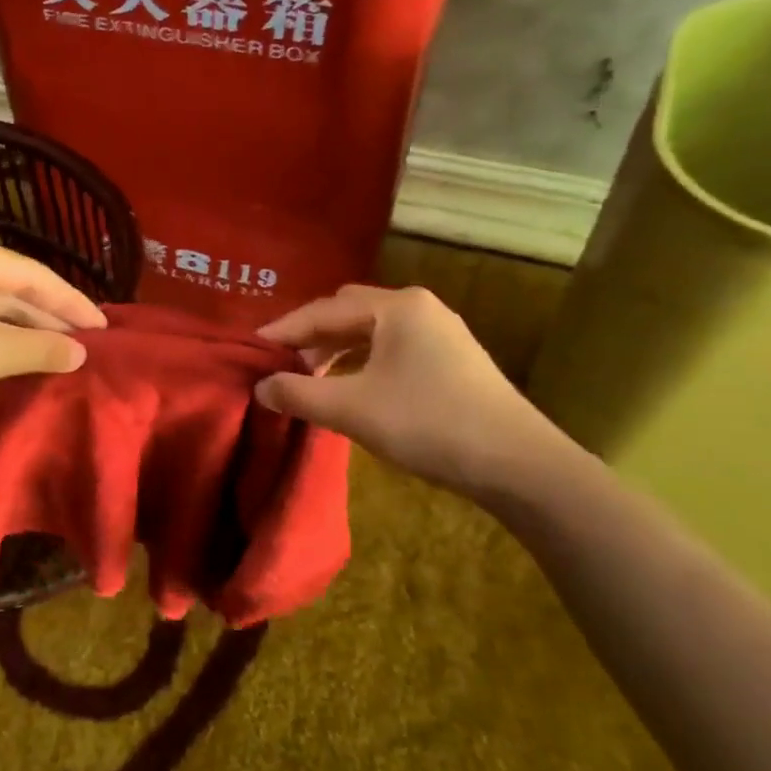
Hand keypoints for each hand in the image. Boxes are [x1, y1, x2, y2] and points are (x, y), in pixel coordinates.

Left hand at [0, 235, 105, 445]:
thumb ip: (40, 347)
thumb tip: (81, 352)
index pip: (32, 273)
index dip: (71, 300)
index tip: (104, 327)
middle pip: (12, 290)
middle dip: (50, 317)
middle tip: (89, 344)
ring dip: (27, 334)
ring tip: (65, 355)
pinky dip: (1, 345)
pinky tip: (23, 363)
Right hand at [256, 284, 565, 496]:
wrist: (518, 464)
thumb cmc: (428, 424)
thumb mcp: (351, 409)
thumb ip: (298, 393)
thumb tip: (260, 386)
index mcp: (396, 307)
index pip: (323, 309)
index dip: (284, 330)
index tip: (252, 349)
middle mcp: (419, 307)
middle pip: (348, 312)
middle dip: (310, 335)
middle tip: (280, 362)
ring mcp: (441, 332)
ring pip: (371, 331)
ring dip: (336, 349)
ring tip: (310, 376)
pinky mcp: (453, 358)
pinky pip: (392, 347)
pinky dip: (362, 361)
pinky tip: (350, 386)